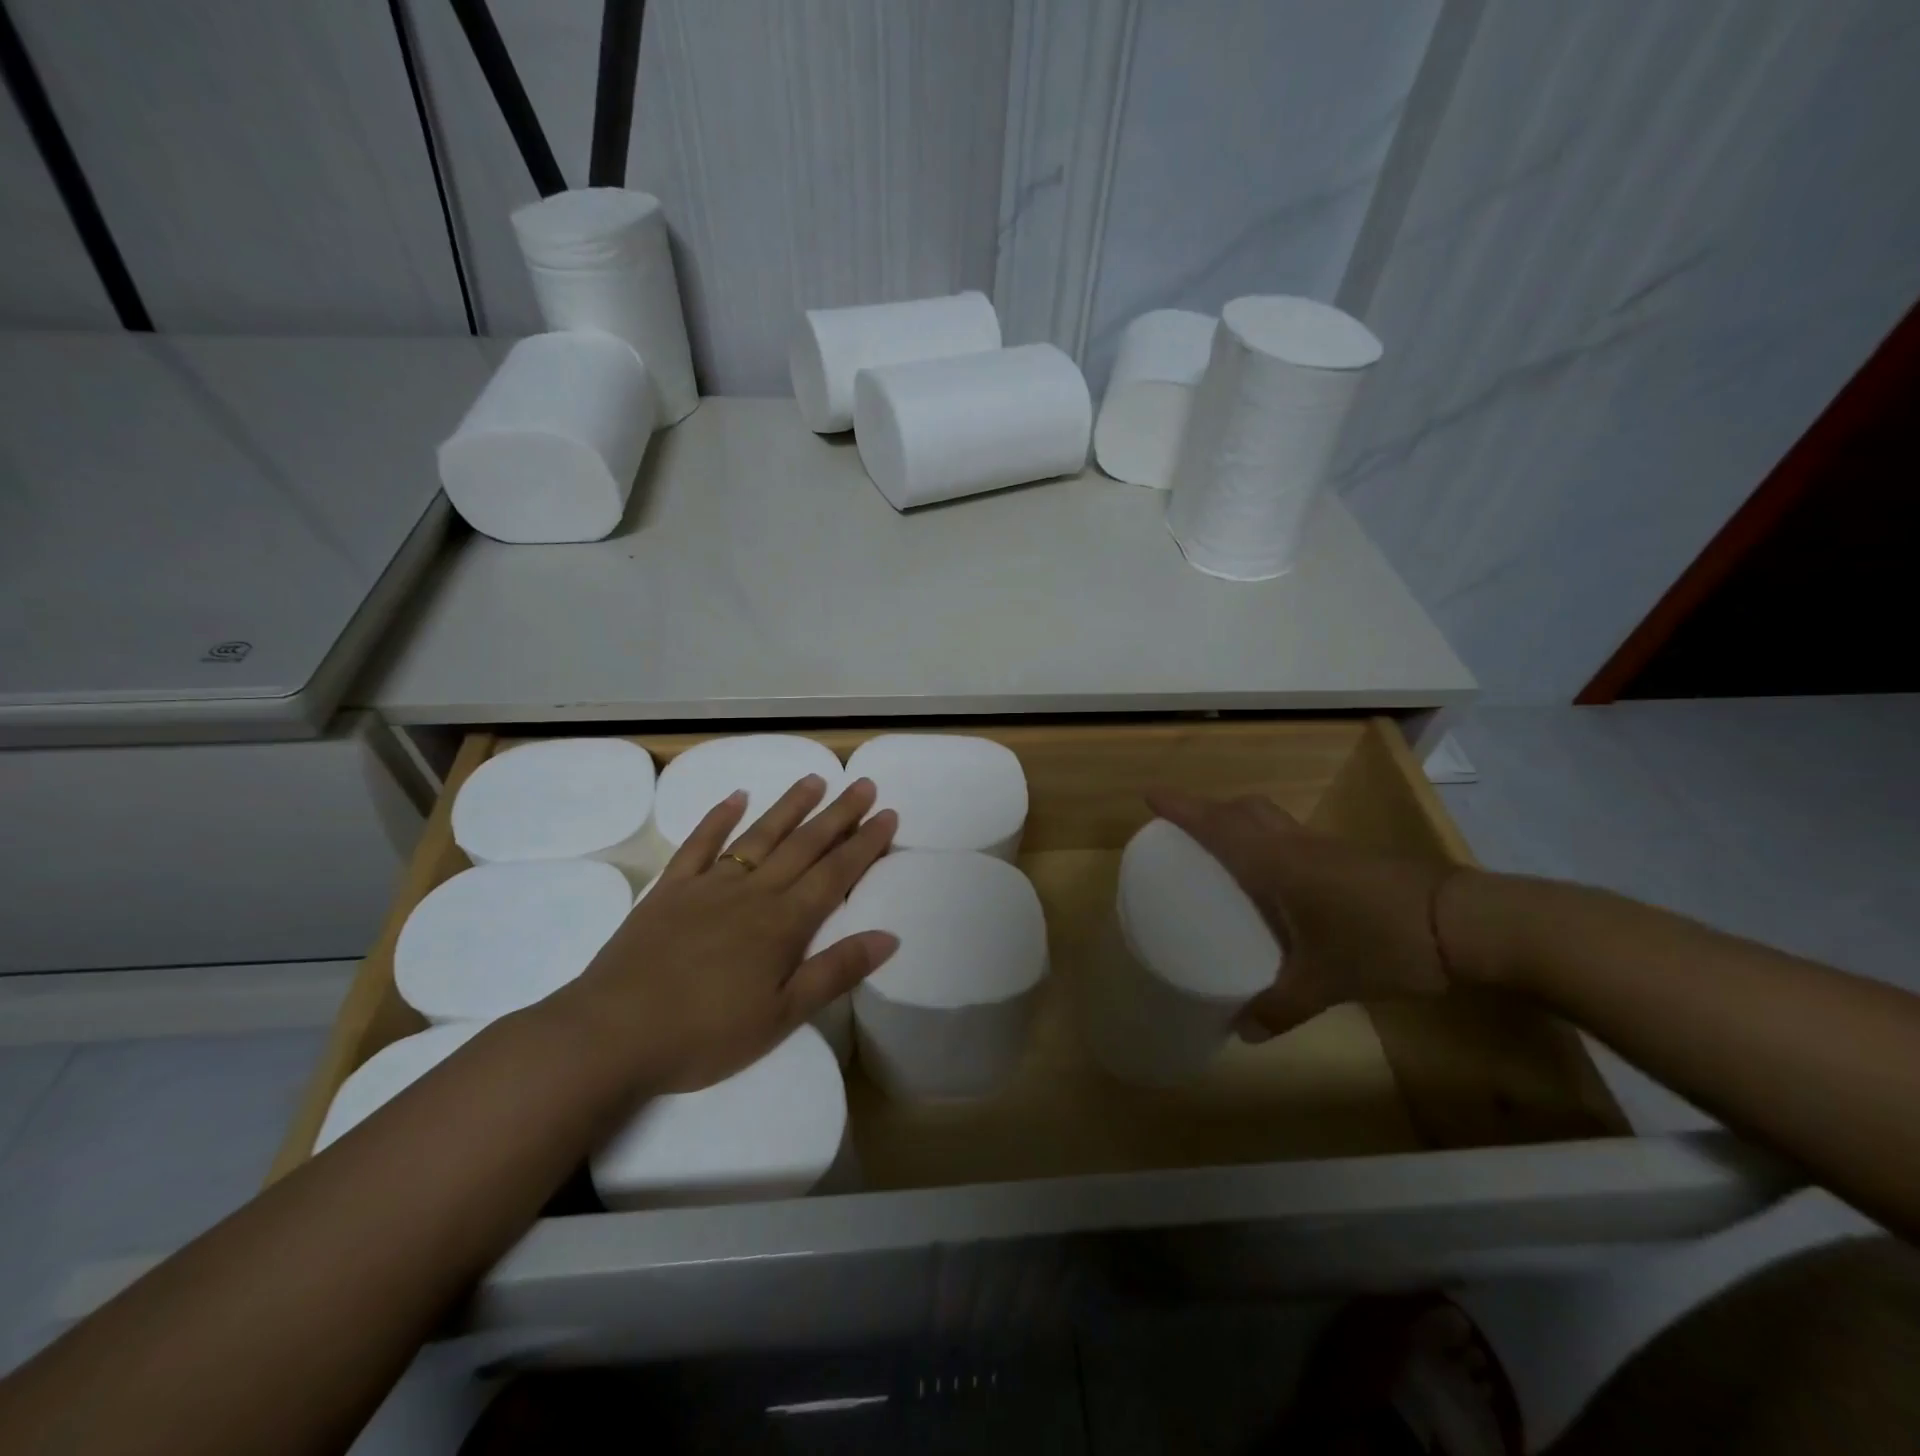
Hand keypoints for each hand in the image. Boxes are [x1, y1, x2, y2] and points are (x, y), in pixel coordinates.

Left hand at [557, 774, 898, 1091]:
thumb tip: (889, 937)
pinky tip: (736, 798)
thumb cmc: (705, 1034)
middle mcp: (752, 892)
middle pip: (804, 845)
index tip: (888, 815)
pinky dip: (719, 818)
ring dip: (790, 806)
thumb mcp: (781, 1016)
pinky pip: (699, 844)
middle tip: (864, 784)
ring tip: (815, 780)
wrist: (613, 1034)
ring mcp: (709, 885)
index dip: (865, 844)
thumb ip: (835, 972)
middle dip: (839, 815)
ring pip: (759, 836)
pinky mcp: (670, 889)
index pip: (835, 873)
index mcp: (783, 923)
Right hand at [1146, 790, 1455, 1040]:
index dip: (1182, 808)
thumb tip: (1242, 1032)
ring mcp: (1326, 848)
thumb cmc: (1381, 942)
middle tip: (1187, 830)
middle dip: (1210, 810)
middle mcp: (1295, 846)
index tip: (1149, 796)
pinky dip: (1271, 843)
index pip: (1218, 825)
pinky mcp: (1351, 860)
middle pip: (1244, 810)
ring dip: (1241, 822)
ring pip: (1271, 820)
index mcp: (1276, 864)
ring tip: (1225, 853)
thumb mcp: (1326, 983)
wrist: (1465, 924)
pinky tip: (1279, 883)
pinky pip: (1294, 839)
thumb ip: (1281, 1007)